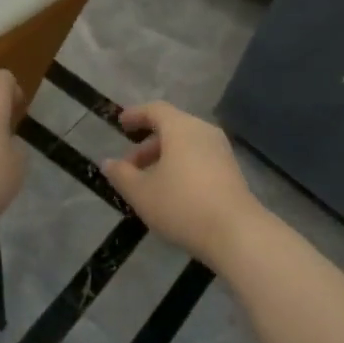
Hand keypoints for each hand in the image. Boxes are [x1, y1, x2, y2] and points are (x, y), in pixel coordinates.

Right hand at [101, 103, 265, 264]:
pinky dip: (181, 165)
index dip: (136, 115)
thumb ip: (122, 175)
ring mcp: (221, 150)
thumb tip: (108, 163)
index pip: (155, 110)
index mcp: (181, 128)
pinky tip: (172, 191)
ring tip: (148, 183)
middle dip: (147, 145)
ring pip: (186, 144)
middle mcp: (203, 131)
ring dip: (164, 157)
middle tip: (129, 166)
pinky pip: (199, 157)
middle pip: (171, 127)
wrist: (236, 232)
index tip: (121, 123)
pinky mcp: (231, 170)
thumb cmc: (182, 205)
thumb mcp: (141, 193)